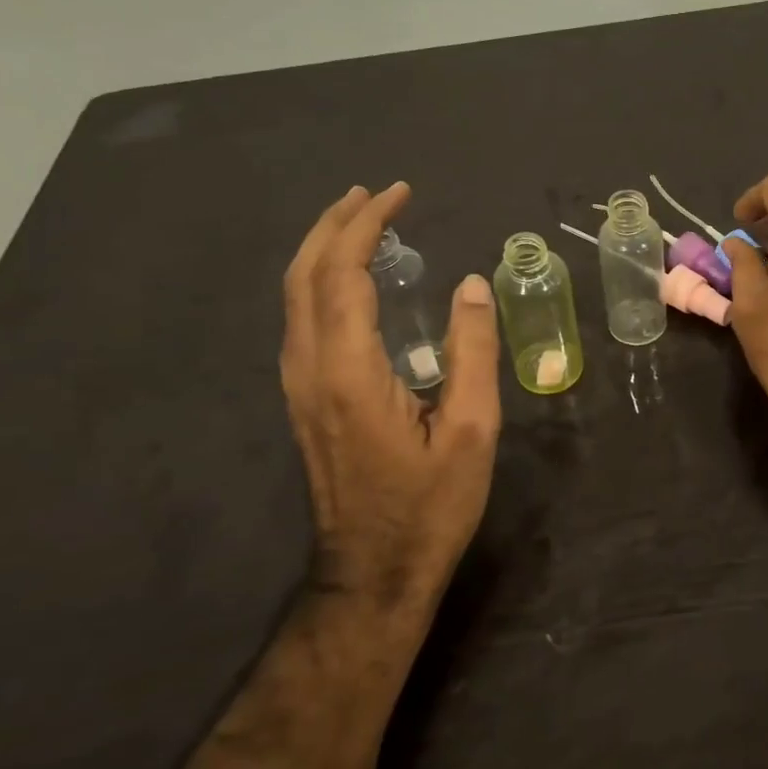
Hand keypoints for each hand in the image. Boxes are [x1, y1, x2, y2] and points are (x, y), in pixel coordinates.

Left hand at [281, 182, 501, 610]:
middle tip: (375, 194)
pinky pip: (302, 319)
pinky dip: (322, 281)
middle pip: (304, 275)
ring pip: (295, 296)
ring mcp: (298, 386)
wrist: (373, 574)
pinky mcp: (304, 400)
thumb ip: (472, 351)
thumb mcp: (472, 430)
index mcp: (349, 371)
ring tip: (363, 222)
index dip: (367, 225)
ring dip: (323, 249)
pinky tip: (352, 280)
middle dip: (334, 224)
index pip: (343, 273)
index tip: (400, 194)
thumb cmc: (429, 506)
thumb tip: (470, 284)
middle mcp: (310, 369)